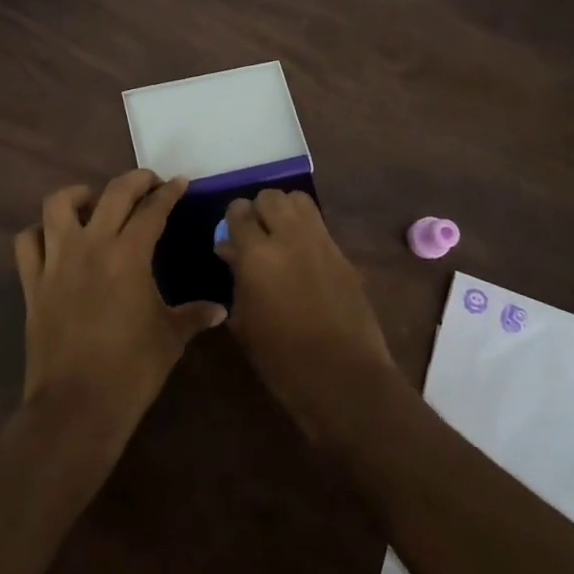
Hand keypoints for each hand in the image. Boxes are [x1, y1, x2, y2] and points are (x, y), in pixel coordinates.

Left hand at [14, 170, 226, 436]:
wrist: (77, 405)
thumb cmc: (132, 369)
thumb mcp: (171, 338)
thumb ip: (194, 315)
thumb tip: (220, 310)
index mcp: (129, 254)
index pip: (152, 210)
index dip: (169, 193)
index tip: (179, 183)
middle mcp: (90, 246)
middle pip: (112, 193)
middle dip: (135, 180)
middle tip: (149, 182)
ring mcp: (56, 261)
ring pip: (58, 205)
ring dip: (79, 195)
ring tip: (94, 201)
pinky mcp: (32, 282)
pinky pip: (27, 242)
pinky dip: (39, 232)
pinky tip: (55, 239)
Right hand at [216, 189, 400, 443]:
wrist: (343, 377)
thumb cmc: (281, 359)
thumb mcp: (244, 321)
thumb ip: (235, 277)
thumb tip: (230, 250)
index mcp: (257, 254)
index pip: (239, 211)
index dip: (232, 218)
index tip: (230, 234)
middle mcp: (289, 237)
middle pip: (271, 196)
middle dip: (258, 209)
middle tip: (255, 233)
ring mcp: (321, 242)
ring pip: (299, 200)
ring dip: (285, 210)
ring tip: (279, 234)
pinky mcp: (343, 254)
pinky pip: (319, 225)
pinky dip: (306, 228)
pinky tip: (302, 255)